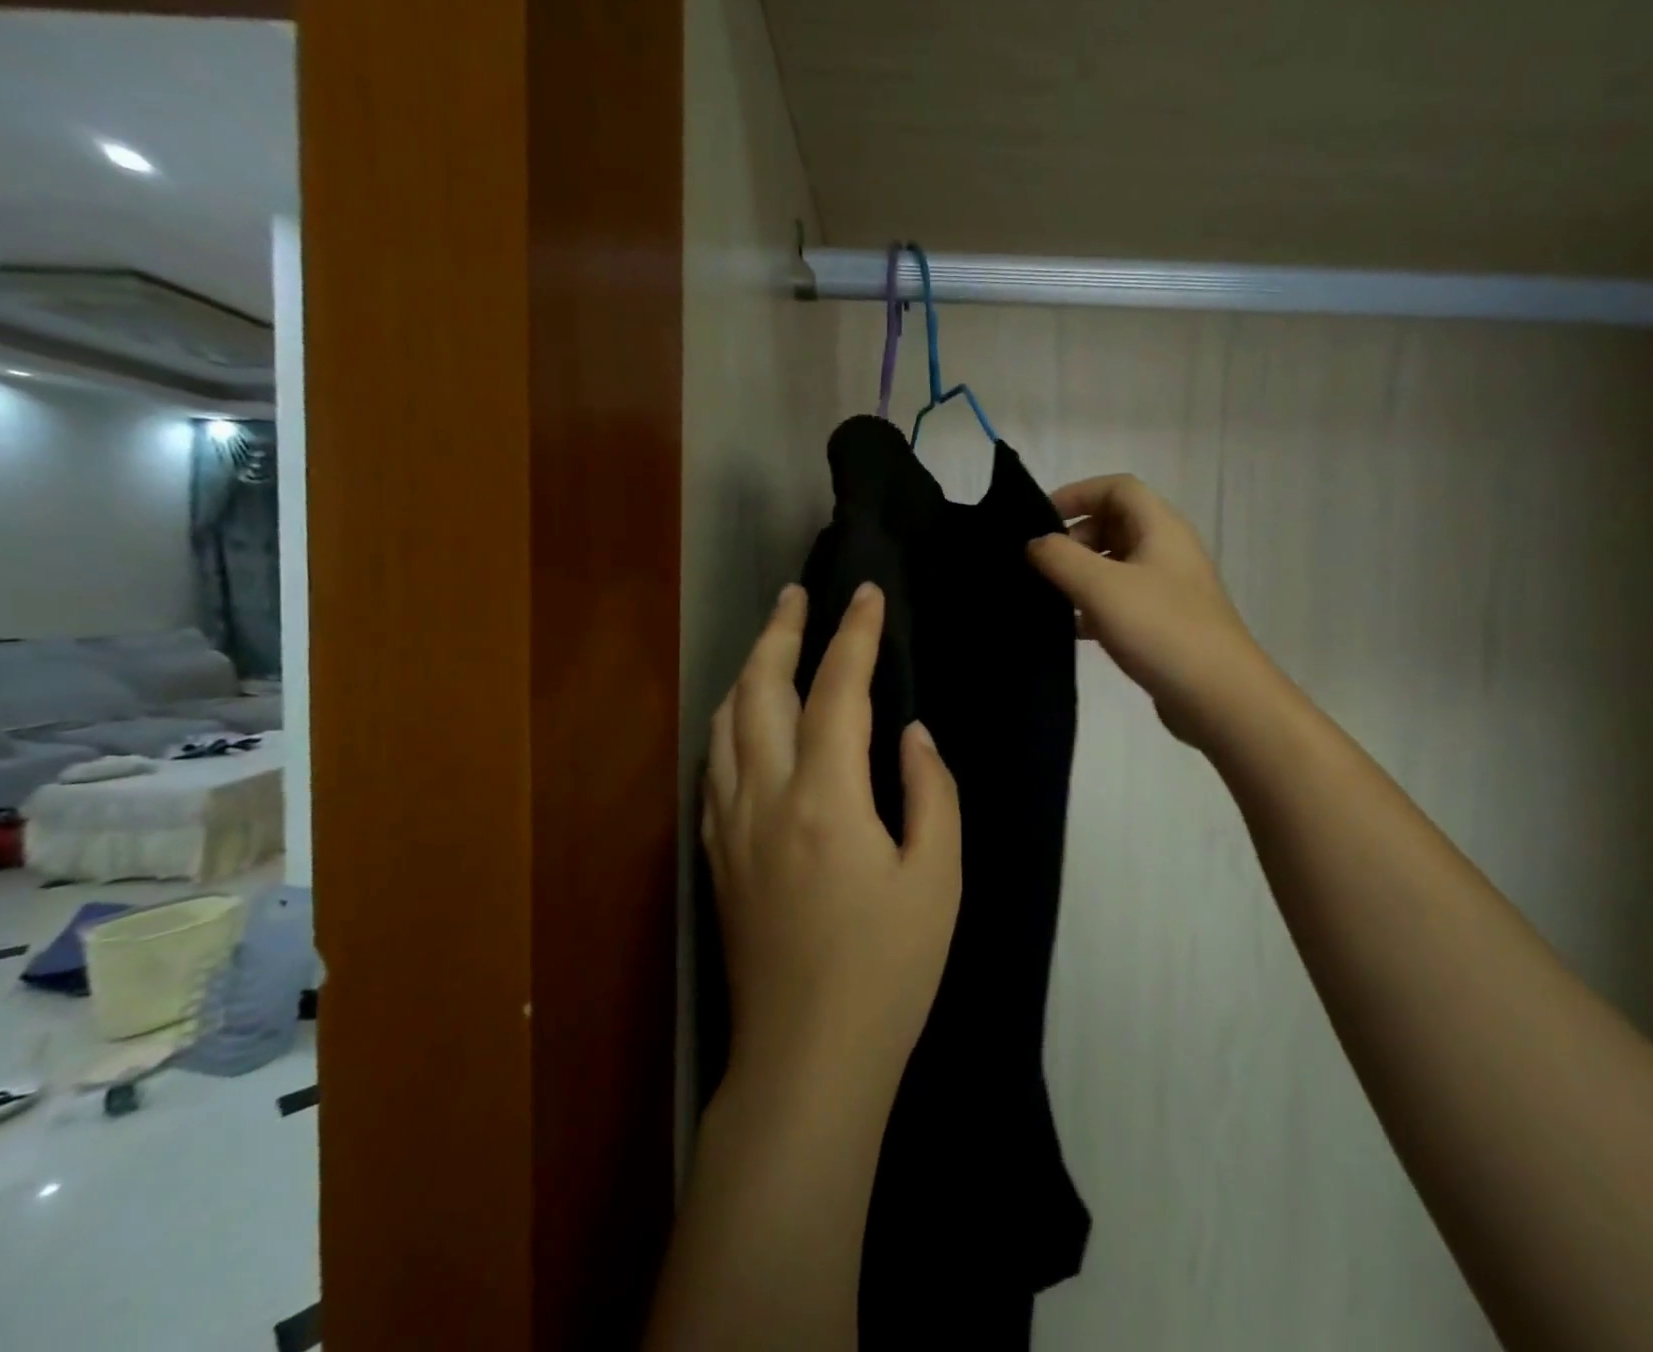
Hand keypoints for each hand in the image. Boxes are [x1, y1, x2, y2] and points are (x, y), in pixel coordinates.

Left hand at [703, 582, 962, 1108]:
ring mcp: (730, 826)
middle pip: (759, 690)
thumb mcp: (938, 879)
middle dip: (780, 632)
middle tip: (797, 594)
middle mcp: (765, 797)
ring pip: (724, 723)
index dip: (854, 635)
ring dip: (747, 672)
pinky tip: (746, 723)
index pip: (837, 690)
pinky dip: (730, 724)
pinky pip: (714, 766)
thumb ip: (931, 794)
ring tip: (771, 645)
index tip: (867, 594)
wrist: (807, 1059)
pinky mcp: (716, 857)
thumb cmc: (888, 971)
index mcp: (826, 798)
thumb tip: (911, 735)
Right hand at [1028, 474, 1256, 750]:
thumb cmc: (1160, 629)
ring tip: (1051, 597)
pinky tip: (1074, 630)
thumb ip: (1059, 557)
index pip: (1117, 487)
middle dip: (1075, 537)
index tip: (1039, 520)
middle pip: (1115, 523)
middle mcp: (1168, 550)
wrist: (1219, 696)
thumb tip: (1034, 543)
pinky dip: (1095, 605)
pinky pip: (1123, 599)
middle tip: (1043, 565)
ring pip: (1116, 564)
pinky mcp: (1165, 622)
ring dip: (1082, 573)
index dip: (1076, 494)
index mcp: (1160, 527)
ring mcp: (1169, 588)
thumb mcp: (1101, 587)